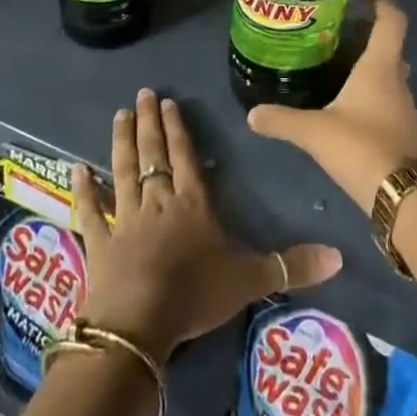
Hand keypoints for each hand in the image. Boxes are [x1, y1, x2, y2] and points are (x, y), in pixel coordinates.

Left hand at [72, 89, 341, 359]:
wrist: (140, 321)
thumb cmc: (195, 294)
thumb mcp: (249, 279)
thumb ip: (290, 265)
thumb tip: (340, 255)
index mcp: (192, 204)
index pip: (186, 157)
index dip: (178, 130)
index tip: (168, 102)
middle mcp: (158, 202)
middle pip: (153, 154)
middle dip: (150, 123)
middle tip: (142, 94)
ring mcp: (126, 218)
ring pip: (123, 170)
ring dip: (121, 141)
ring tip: (119, 114)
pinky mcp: (100, 240)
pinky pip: (91, 210)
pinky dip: (84, 190)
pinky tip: (76, 169)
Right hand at [247, 0, 416, 212]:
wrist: (404, 199)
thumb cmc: (362, 148)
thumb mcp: (314, 132)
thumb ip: (282, 120)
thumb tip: (251, 114)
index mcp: (380, 66)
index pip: (392, 20)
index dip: (381, 1)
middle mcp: (397, 80)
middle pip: (389, 45)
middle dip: (366, 34)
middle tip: (335, 31)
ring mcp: (403, 107)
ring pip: (388, 73)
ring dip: (367, 64)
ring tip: (334, 64)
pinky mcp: (402, 130)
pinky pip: (386, 97)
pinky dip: (369, 91)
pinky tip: (345, 104)